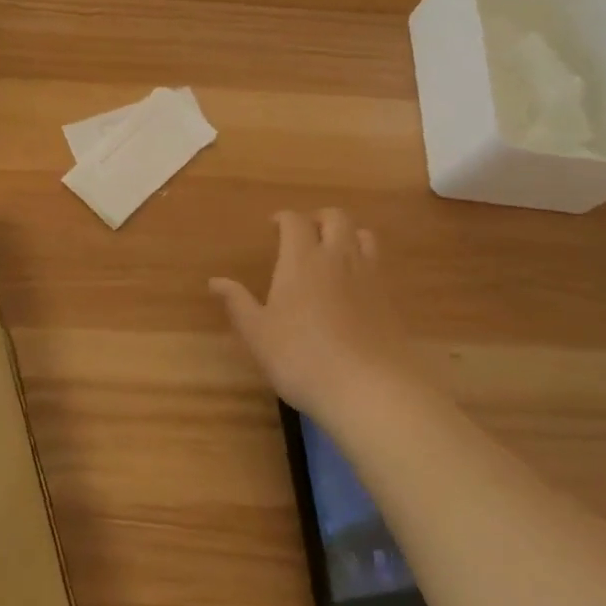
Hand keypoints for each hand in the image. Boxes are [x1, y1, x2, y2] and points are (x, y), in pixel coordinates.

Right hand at [211, 209, 412, 417]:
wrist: (370, 388)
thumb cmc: (302, 357)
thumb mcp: (258, 334)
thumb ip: (238, 303)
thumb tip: (215, 281)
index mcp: (302, 258)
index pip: (295, 220)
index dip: (284, 218)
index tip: (273, 227)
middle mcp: (338, 257)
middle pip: (336, 217)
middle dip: (319, 218)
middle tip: (305, 234)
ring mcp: (369, 276)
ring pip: (363, 236)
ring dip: (347, 235)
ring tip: (334, 252)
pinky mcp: (390, 300)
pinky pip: (378, 265)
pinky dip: (365, 262)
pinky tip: (354, 286)